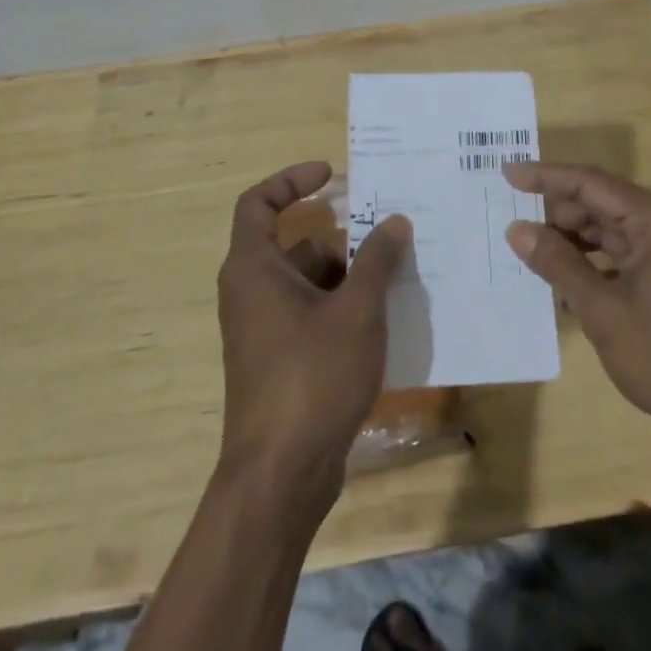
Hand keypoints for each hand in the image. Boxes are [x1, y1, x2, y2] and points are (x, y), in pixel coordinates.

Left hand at [215, 162, 411, 517]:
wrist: (281, 475)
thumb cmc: (312, 376)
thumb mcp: (356, 310)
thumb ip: (376, 260)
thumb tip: (394, 221)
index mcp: (254, 268)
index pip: (258, 203)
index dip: (291, 181)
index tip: (331, 175)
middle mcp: (252, 292)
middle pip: (296, 244)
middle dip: (343, 240)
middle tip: (389, 238)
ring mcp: (264, 330)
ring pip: (310, 282)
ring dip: (349, 277)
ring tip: (398, 279)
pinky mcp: (280, 361)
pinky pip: (312, 315)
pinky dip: (343, 309)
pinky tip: (384, 321)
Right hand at [504, 162, 650, 448]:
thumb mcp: (602, 309)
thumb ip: (558, 263)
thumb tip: (517, 230)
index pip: (591, 183)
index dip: (546, 177)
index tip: (507, 173)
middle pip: (601, 202)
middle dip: (557, 211)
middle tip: (513, 219)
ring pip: (610, 228)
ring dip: (573, 238)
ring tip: (531, 248)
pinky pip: (623, 251)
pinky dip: (594, 259)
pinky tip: (564, 277)